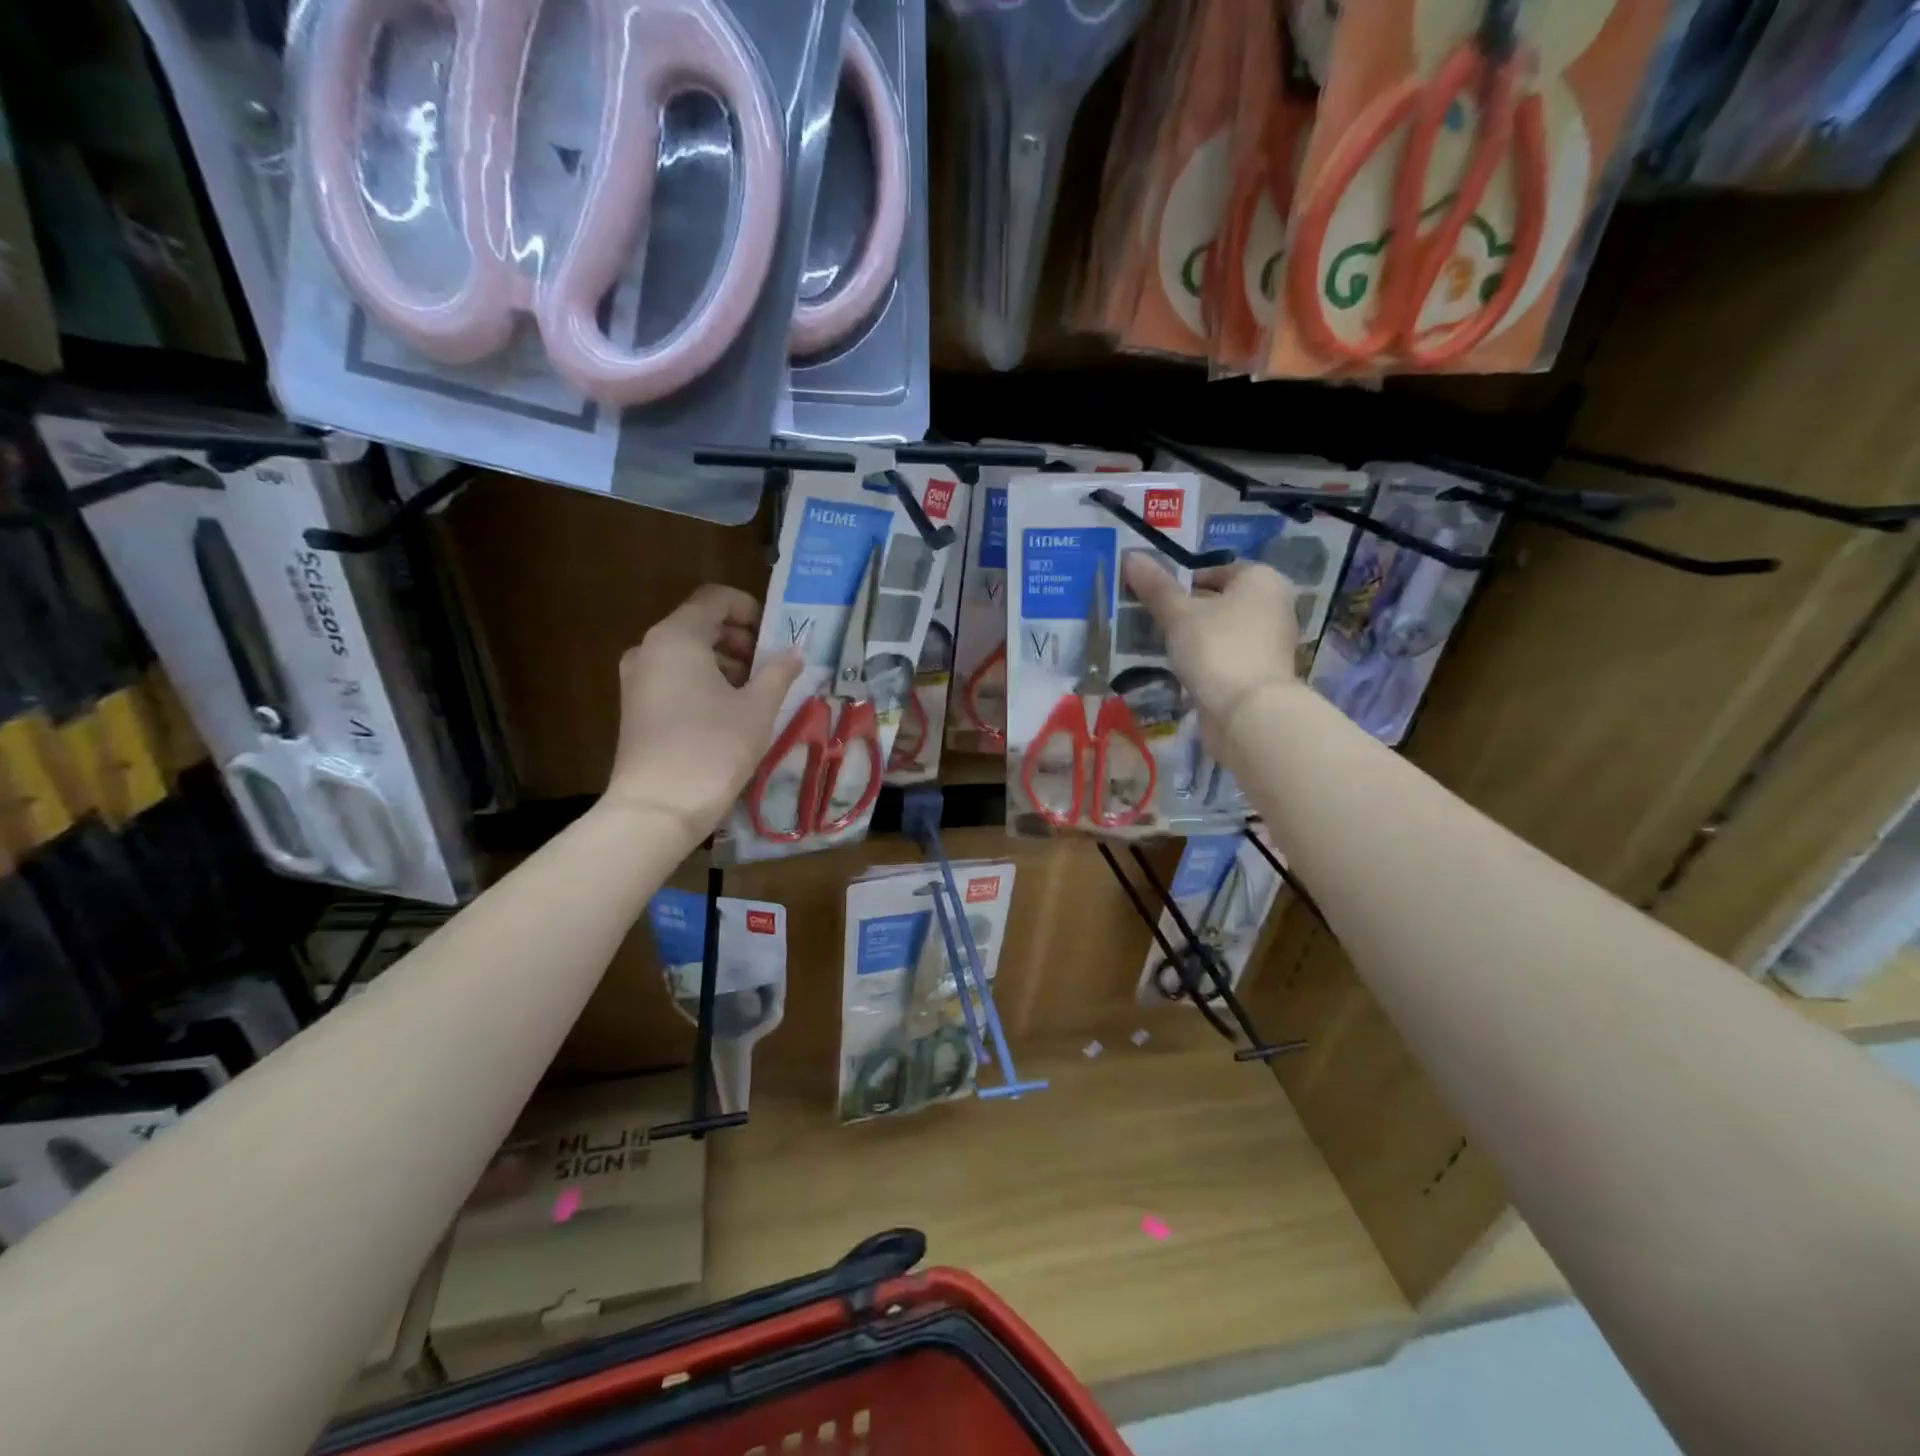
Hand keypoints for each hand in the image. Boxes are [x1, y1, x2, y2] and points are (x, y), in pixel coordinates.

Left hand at [606, 585, 801, 833]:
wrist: (657, 808)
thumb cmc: (713, 748)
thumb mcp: (757, 708)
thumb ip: (778, 672)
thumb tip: (793, 652)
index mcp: (678, 637)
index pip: (715, 599)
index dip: (750, 609)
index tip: (775, 637)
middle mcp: (650, 648)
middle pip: (700, 624)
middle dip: (740, 638)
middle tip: (771, 666)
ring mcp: (637, 678)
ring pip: (687, 653)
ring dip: (724, 662)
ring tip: (755, 693)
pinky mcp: (635, 707)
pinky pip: (674, 677)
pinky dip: (703, 682)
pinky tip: (729, 713)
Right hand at [1122, 556, 1298, 731]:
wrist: (1249, 713)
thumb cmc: (1217, 649)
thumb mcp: (1178, 614)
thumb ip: (1155, 586)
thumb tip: (1131, 556)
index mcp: (1261, 579)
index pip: (1214, 570)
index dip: (1180, 582)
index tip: (1153, 599)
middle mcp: (1274, 604)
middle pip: (1220, 600)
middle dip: (1187, 611)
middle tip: (1153, 623)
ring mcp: (1271, 641)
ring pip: (1223, 630)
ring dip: (1196, 638)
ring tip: (1163, 647)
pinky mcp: (1262, 672)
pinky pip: (1228, 656)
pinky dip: (1207, 660)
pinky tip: (1184, 671)